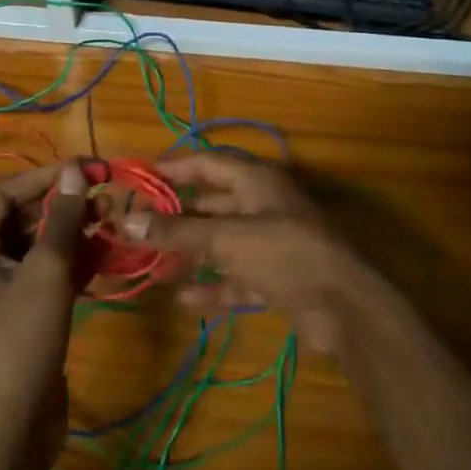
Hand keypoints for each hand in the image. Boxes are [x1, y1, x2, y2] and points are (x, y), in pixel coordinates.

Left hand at [0, 162, 89, 469]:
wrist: (11, 428)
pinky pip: (51, 274)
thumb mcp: (46, 272)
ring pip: (43, 246)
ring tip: (115, 222)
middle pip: (27, 218)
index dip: (48, 176)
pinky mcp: (26, 314)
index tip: (89, 168)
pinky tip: (109, 255)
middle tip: (108, 197)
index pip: (8, 192)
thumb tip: (74, 169)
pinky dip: (77, 262)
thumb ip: (62, 218)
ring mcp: (5, 291)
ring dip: (77, 232)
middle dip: (67, 205)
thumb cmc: (20, 340)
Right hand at [115, 152, 367, 355]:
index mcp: (255, 181)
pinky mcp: (276, 276)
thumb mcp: (226, 239)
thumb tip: (126, 220)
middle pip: (212, 203)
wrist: (344, 306)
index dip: (173, 168)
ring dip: (191, 252)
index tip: (138, 178)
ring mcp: (271, 242)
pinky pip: (236, 275)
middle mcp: (262, 205)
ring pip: (222, 241)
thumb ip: (177, 232)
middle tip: (138, 226)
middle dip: (177, 215)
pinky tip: (184, 299)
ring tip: (152, 262)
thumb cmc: (284, 253)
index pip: (207, 163)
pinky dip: (213, 285)